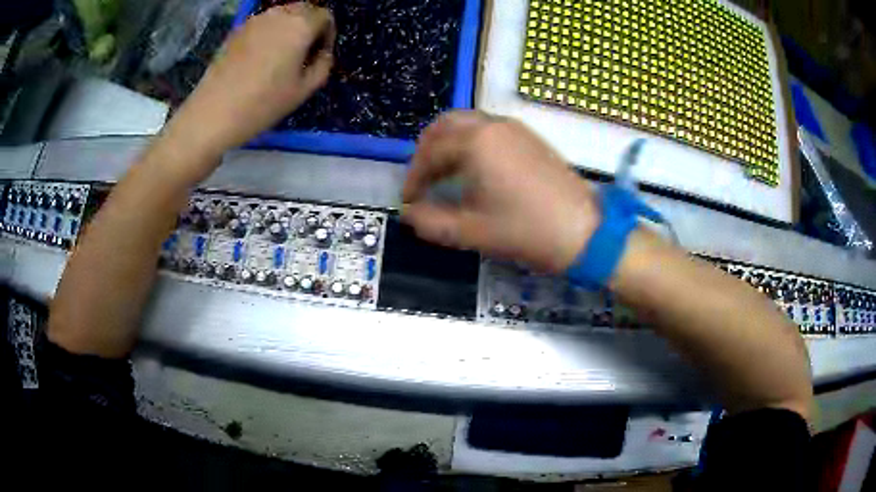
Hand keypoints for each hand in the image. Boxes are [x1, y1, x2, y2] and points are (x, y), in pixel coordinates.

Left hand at [160, 4, 335, 176]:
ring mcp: (254, 21)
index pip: (325, 15)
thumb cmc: (262, 104)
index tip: (320, 55)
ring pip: (282, 15)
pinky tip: (260, 58)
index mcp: (300, 25)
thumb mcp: (303, 90)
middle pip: (304, 9)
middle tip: (303, 53)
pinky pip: (262, 24)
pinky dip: (269, 33)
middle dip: (309, 26)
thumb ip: (323, 65)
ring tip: (281, 56)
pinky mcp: (236, 31)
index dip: (328, 33)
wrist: (212, 113)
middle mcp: (279, 15)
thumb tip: (322, 53)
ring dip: (289, 28)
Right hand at [402, 111, 599, 273]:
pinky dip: (470, 142)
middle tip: (422, 180)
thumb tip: (409, 213)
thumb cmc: (526, 231)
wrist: (584, 231)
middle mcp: (492, 125)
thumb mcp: (472, 232)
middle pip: (445, 126)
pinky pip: (488, 129)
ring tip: (444, 174)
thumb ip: (432, 222)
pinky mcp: (529, 137)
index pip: (430, 152)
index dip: (413, 177)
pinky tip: (474, 168)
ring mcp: (514, 128)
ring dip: (448, 144)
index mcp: (475, 143)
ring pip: (467, 123)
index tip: (408, 200)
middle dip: (427, 151)